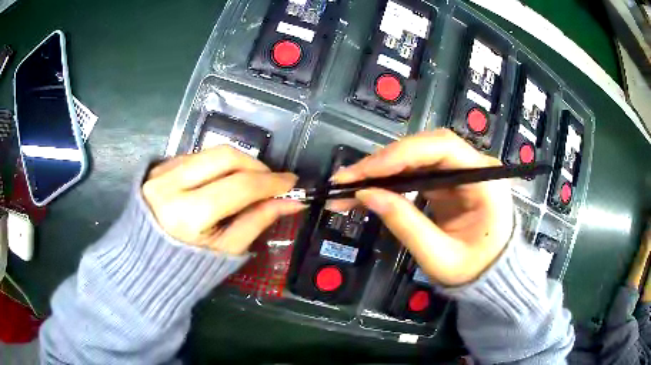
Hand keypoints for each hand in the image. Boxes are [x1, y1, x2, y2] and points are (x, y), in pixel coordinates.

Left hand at [142, 146, 303, 254]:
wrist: (145, 263)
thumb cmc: (188, 267)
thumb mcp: (227, 249)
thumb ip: (259, 221)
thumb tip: (291, 202)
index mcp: (187, 215)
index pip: (239, 186)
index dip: (271, 182)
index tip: (291, 182)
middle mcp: (170, 185)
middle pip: (225, 156)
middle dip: (256, 164)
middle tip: (272, 179)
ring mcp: (161, 172)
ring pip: (211, 151)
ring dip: (237, 162)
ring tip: (250, 180)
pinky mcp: (158, 167)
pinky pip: (196, 155)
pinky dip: (216, 164)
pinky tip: (222, 179)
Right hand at [331, 129, 513, 285]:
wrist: (490, 276)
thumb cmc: (473, 270)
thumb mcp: (439, 256)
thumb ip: (405, 224)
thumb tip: (366, 194)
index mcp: (486, 180)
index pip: (443, 148)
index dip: (401, 154)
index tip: (364, 172)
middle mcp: (476, 166)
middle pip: (426, 146)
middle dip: (385, 161)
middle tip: (347, 179)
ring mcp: (463, 170)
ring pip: (417, 155)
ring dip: (383, 169)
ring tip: (349, 185)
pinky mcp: (450, 180)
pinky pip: (417, 170)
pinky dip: (391, 178)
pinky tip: (369, 188)